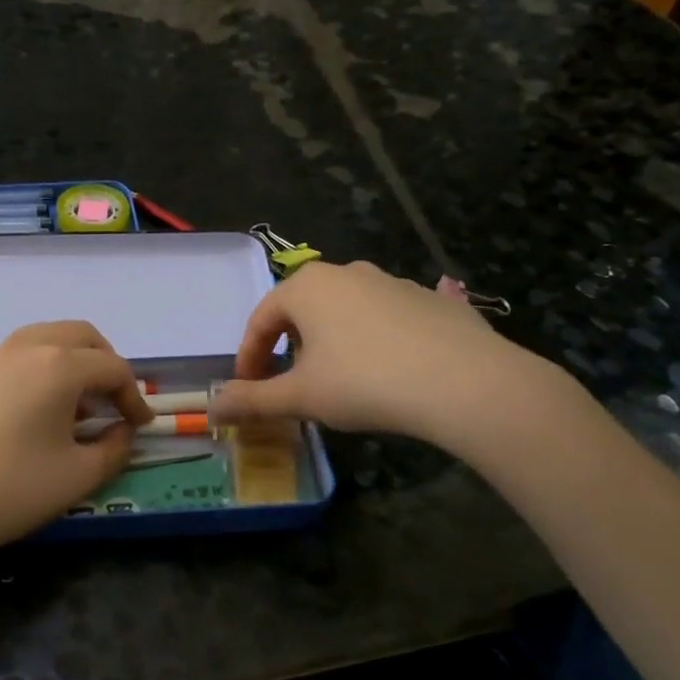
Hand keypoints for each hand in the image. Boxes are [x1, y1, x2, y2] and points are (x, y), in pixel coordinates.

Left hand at [0, 321, 153, 562]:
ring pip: (43, 339)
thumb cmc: (14, 489)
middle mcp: (24, 348)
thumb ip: (115, 447)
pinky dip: (36, 370)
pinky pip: (13, 358)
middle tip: (113, 399)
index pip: (112, 368)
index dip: (134, 396)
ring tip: (74, 404)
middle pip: (80, 336)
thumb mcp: (80, 476)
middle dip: (105, 363)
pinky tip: (31, 410)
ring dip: (70, 361)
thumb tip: (123, 431)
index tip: (141, 425)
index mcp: (58, 365)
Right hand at [210, 261, 554, 451]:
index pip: (261, 319)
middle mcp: (347, 272)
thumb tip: (213, 407)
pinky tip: (390, 368)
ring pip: (346, 312)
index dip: (249, 356)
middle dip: (289, 347)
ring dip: (331, 342)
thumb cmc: (365, 383)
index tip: (248, 389)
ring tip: (339, 380)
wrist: (466, 383)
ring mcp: (394, 282)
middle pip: (302, 310)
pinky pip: (389, 318)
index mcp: (307, 287)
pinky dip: (376, 340)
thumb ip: (252, 401)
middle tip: (290, 384)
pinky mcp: (433, 300)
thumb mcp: (301, 397)